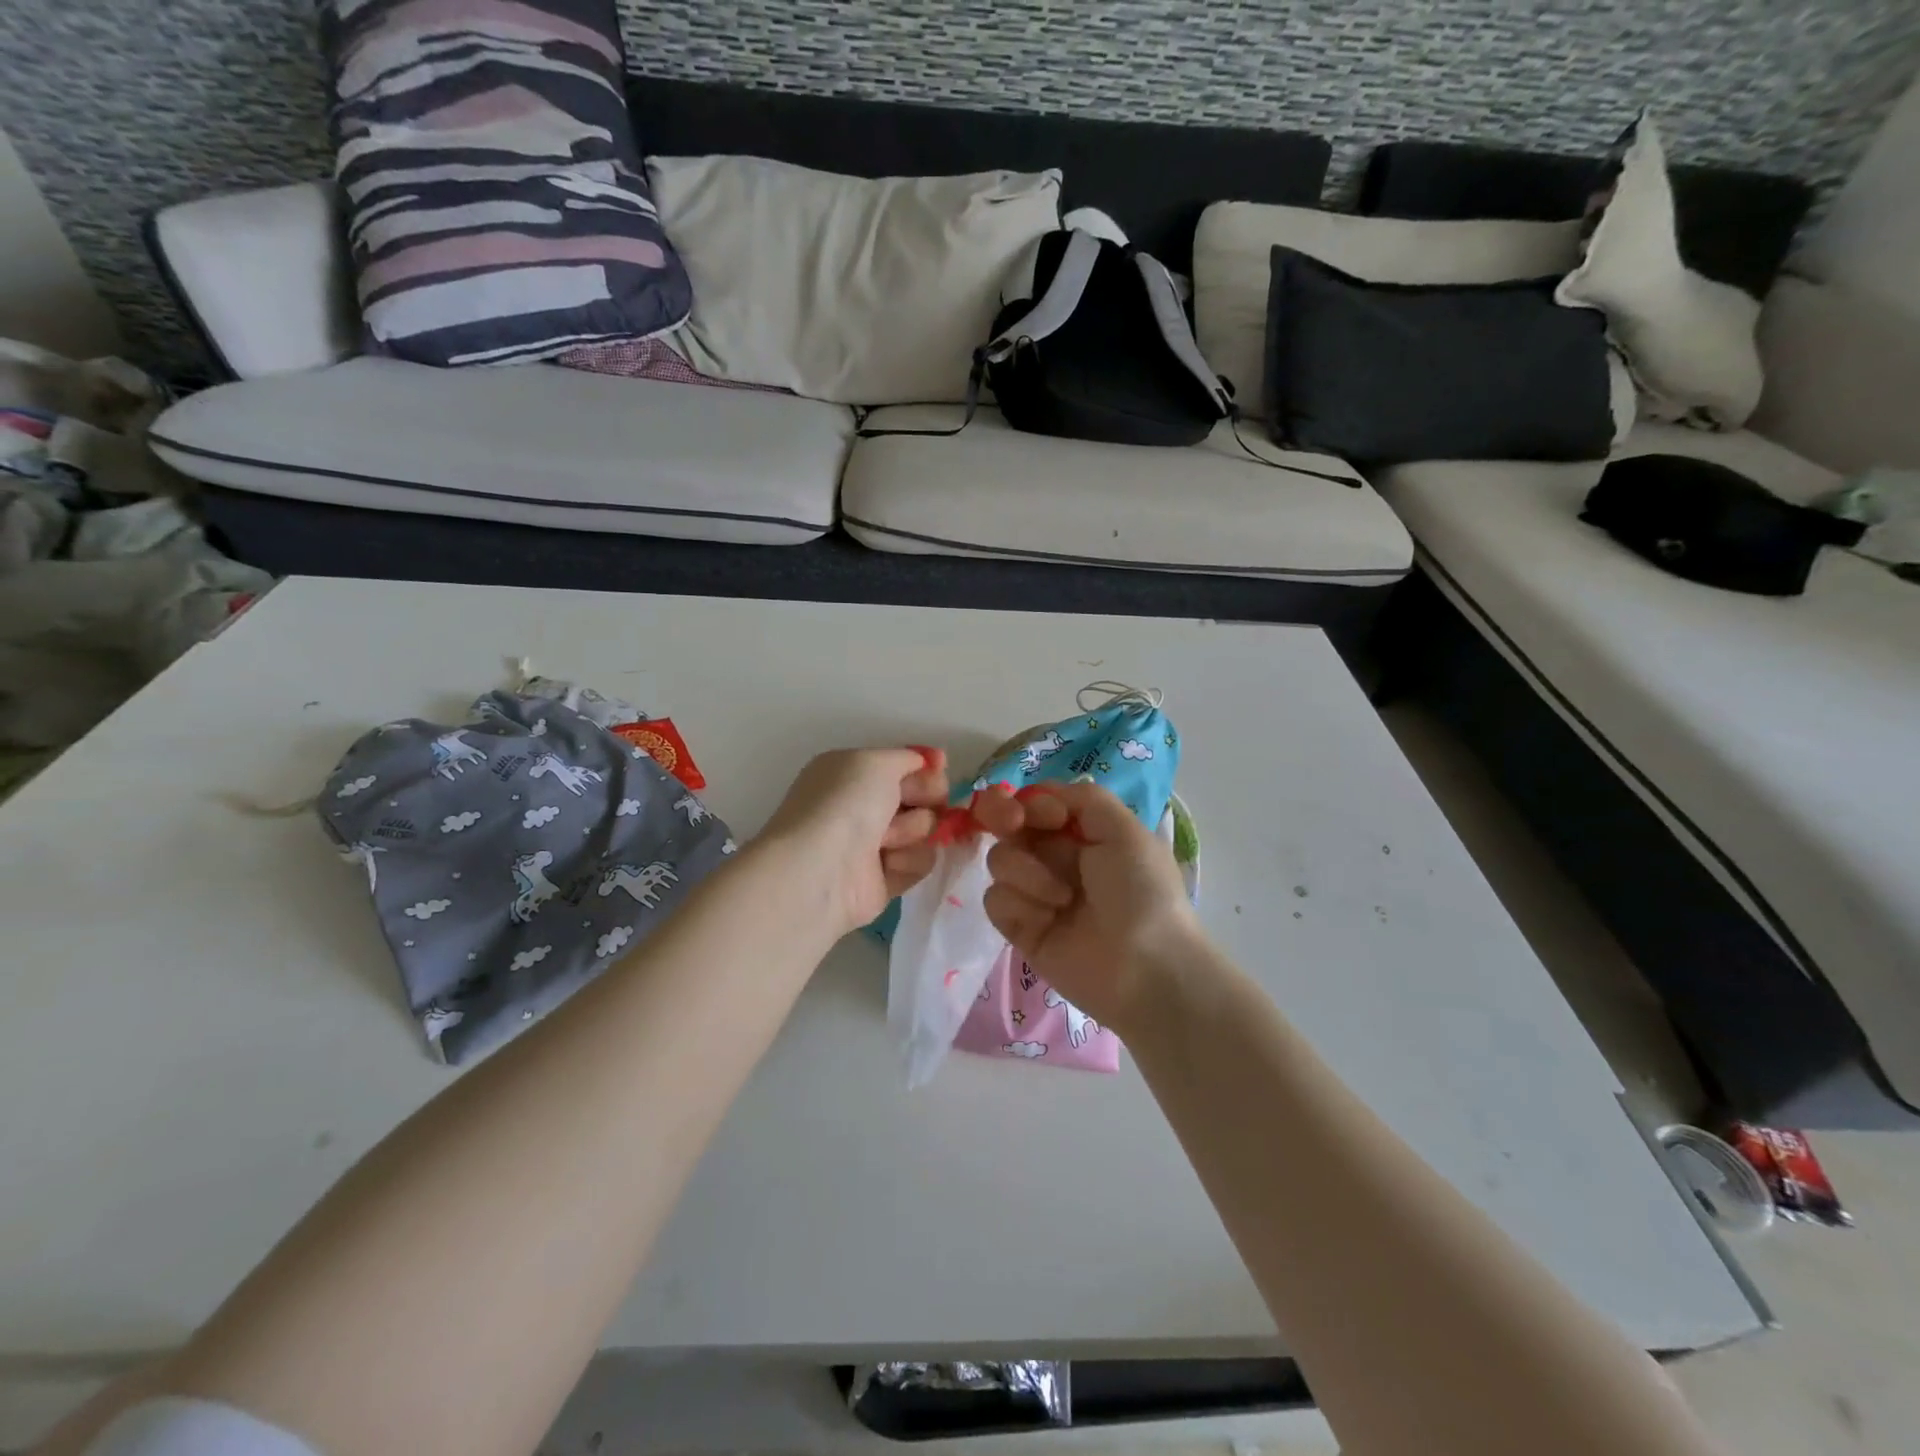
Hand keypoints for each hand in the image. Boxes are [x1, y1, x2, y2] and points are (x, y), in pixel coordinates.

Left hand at [756, 747, 949, 933]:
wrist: (822, 868)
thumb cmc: (846, 803)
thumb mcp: (876, 762)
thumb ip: (908, 757)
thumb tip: (929, 761)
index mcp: (852, 774)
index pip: (902, 766)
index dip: (925, 767)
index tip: (940, 766)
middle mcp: (861, 807)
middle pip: (920, 796)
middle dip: (926, 797)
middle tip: (915, 802)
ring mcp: (873, 845)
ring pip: (924, 830)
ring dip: (912, 831)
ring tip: (886, 841)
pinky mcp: (885, 880)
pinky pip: (920, 863)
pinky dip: (908, 862)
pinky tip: (887, 864)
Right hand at [972, 781, 1199, 1034]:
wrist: (1146, 968)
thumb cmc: (1143, 892)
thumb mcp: (1126, 830)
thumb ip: (1083, 799)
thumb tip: (1039, 796)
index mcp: (1084, 833)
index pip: (1037, 803)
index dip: (1030, 801)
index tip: (1042, 814)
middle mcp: (1056, 859)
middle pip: (1007, 825)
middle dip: (1004, 817)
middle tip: (1012, 824)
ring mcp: (1036, 894)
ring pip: (1000, 860)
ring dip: (1028, 873)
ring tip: (1063, 899)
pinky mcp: (1021, 929)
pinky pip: (996, 899)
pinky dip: (1019, 906)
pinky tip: (1047, 920)